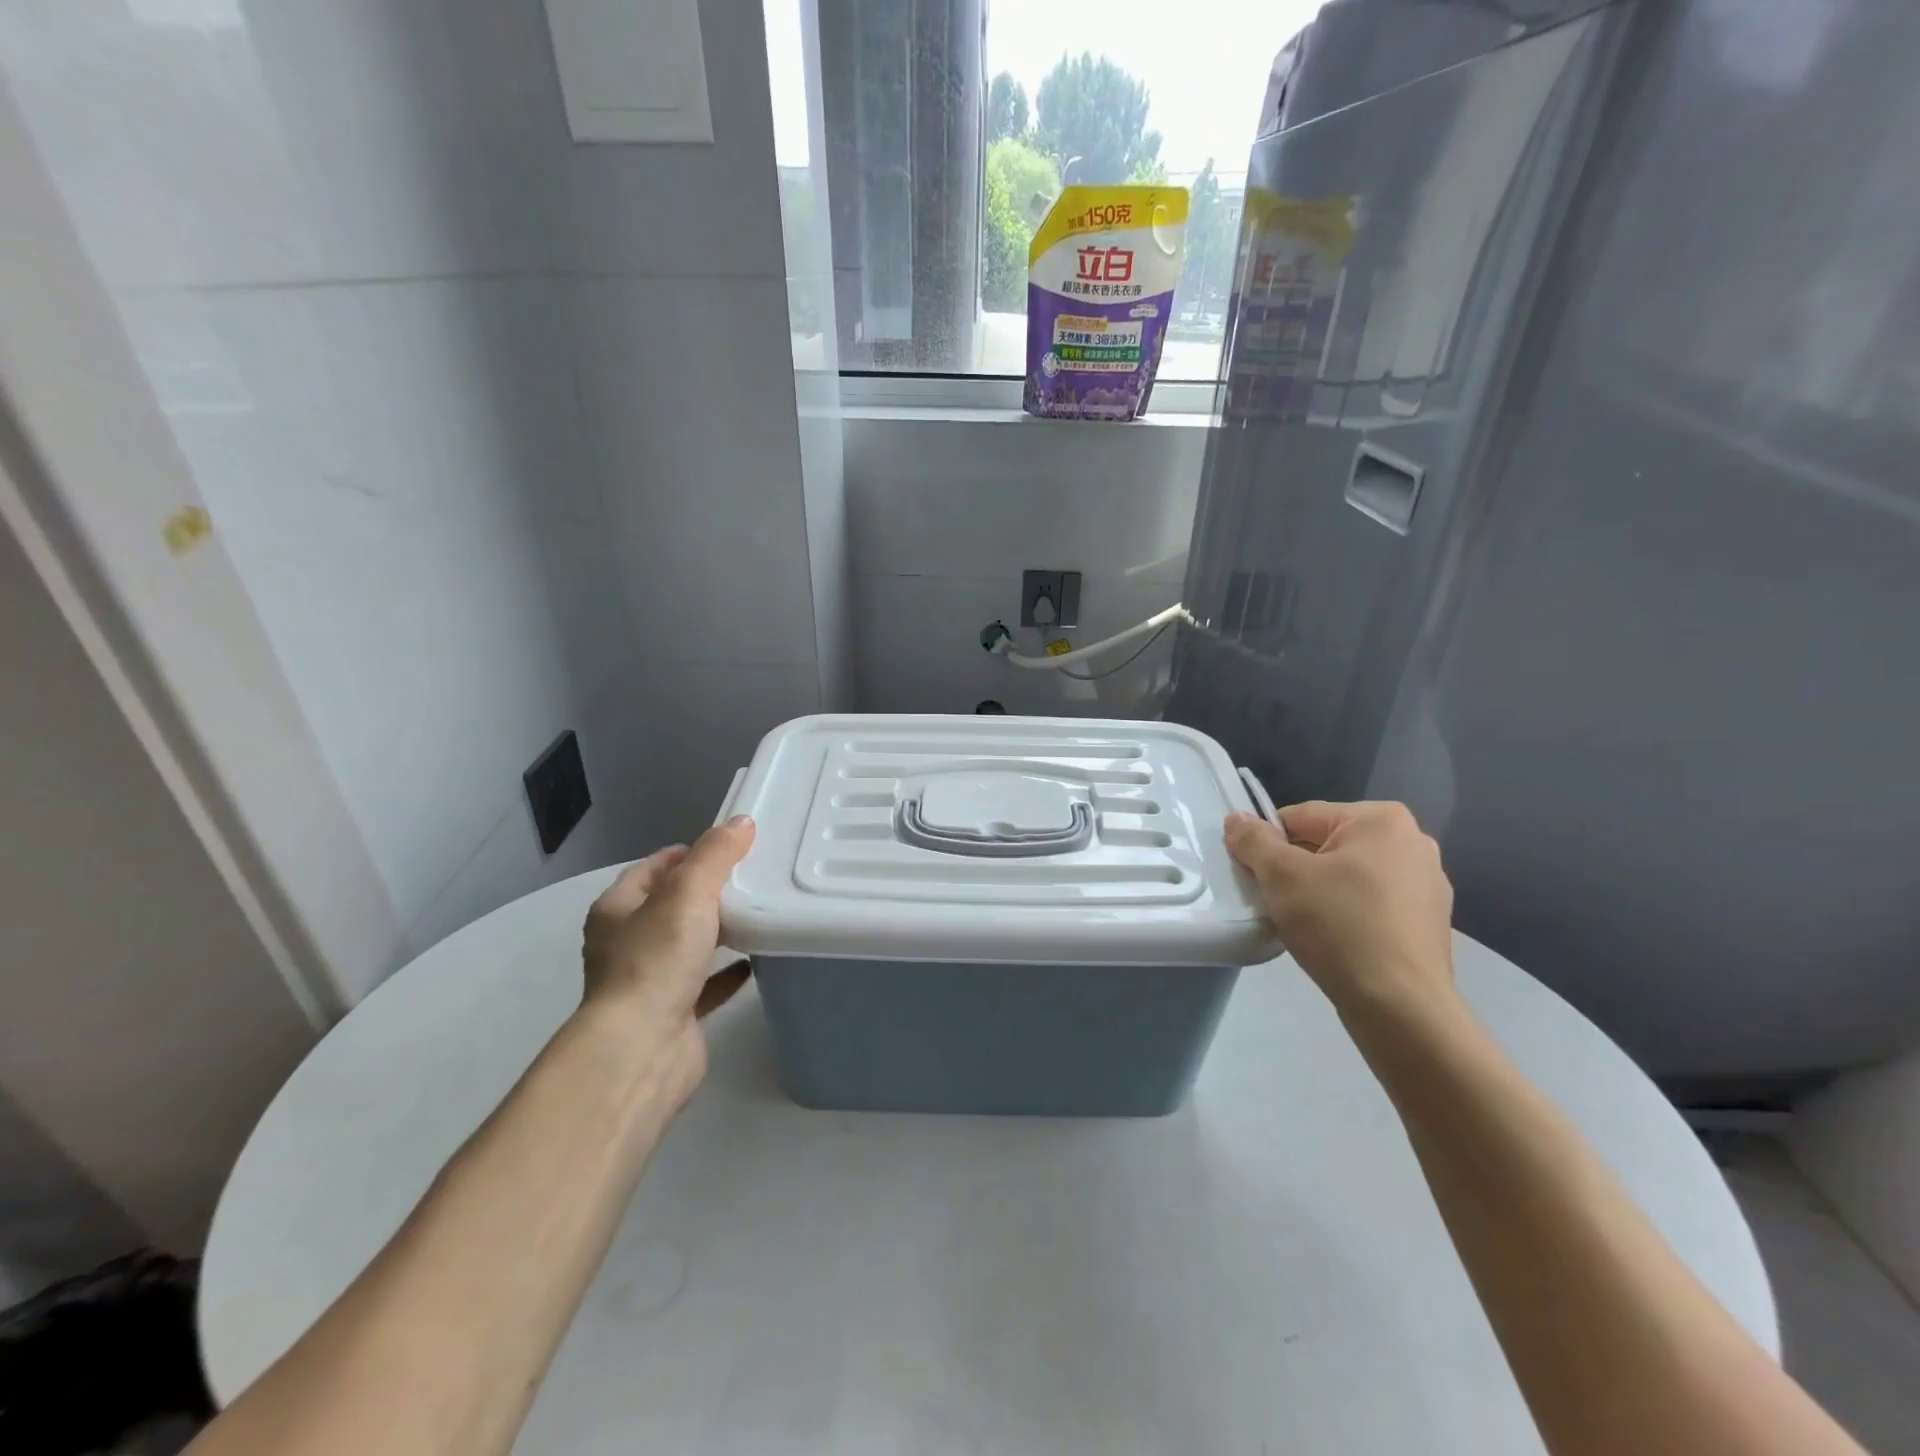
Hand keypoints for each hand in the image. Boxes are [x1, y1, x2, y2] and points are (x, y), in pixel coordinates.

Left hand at [579, 816, 755, 1096]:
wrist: (642, 1049)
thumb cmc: (655, 961)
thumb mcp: (687, 894)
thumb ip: (715, 855)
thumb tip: (741, 823)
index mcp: (617, 911)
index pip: (651, 869)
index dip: (684, 854)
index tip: (725, 846)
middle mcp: (626, 944)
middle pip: (669, 906)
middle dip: (706, 892)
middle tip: (750, 876)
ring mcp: (648, 982)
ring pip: (687, 945)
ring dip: (717, 931)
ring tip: (758, 911)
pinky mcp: (673, 1013)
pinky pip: (705, 984)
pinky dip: (728, 971)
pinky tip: (757, 960)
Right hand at [1225, 801, 1454, 1018]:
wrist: (1399, 1006)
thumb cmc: (1339, 926)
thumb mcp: (1281, 876)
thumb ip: (1254, 840)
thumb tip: (1237, 820)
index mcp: (1381, 820)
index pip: (1300, 817)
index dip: (1268, 844)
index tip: (1255, 877)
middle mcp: (1412, 842)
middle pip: (1326, 844)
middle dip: (1296, 869)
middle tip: (1277, 902)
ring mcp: (1427, 884)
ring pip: (1348, 875)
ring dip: (1319, 891)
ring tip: (1304, 924)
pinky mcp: (1428, 922)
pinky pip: (1371, 903)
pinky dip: (1347, 914)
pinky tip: (1334, 940)